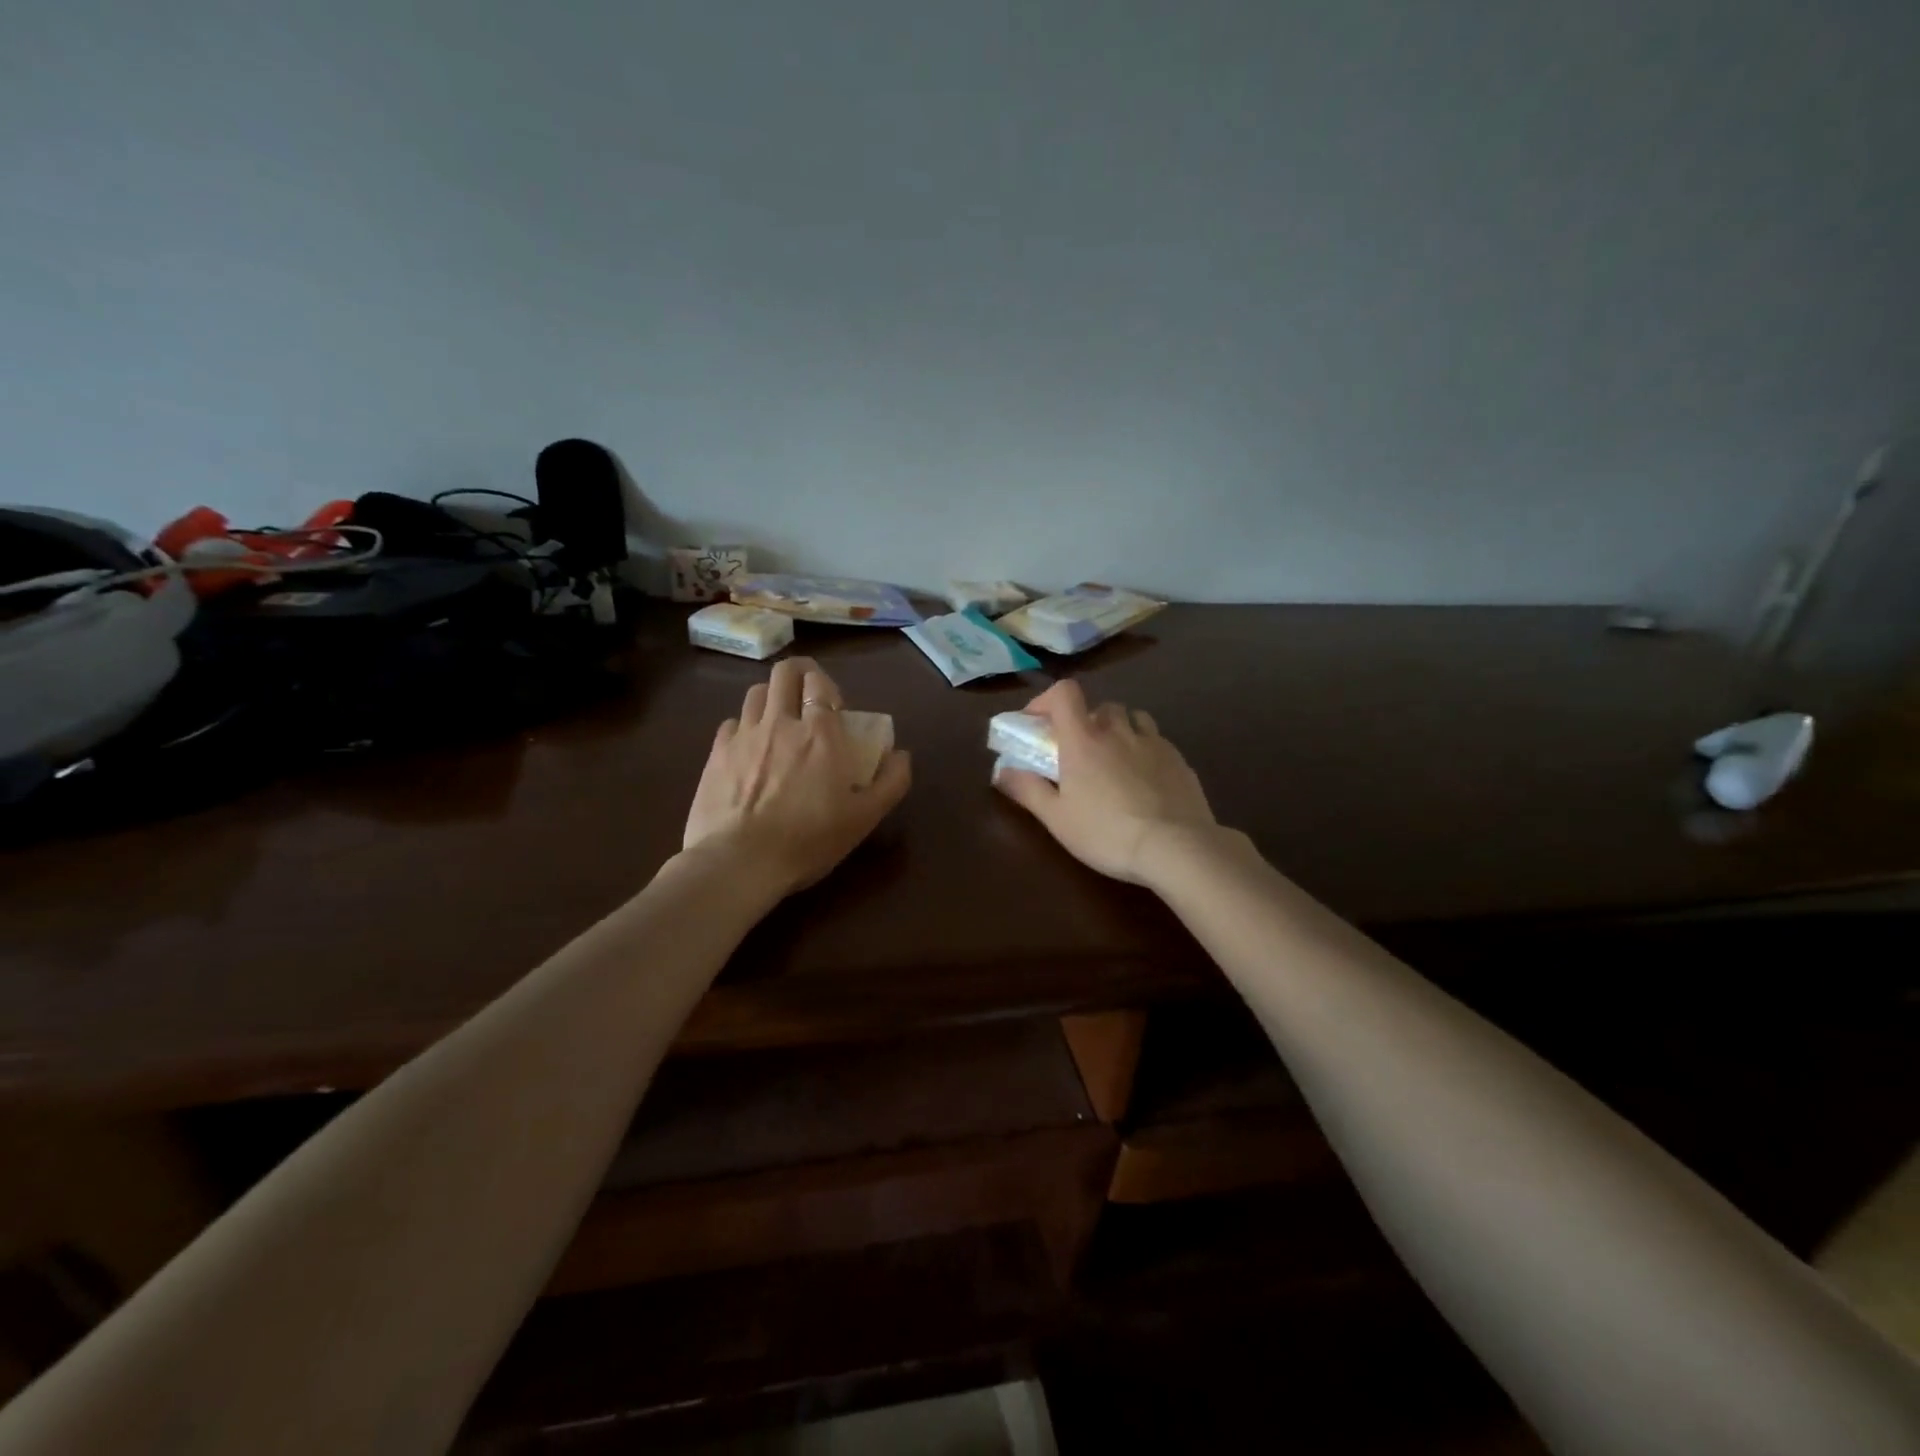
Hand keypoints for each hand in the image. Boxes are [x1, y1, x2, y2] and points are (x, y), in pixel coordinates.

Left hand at [683, 657, 910, 895]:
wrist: (740, 862)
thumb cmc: (809, 840)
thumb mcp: (865, 818)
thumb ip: (891, 781)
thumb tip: (901, 755)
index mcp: (820, 733)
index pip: (820, 683)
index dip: (827, 686)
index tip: (834, 708)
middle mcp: (780, 722)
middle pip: (785, 673)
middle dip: (799, 674)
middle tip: (807, 696)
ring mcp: (744, 736)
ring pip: (755, 692)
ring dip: (771, 697)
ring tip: (778, 719)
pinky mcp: (716, 754)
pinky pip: (731, 723)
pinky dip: (744, 726)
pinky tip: (749, 747)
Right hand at [993, 679, 1219, 886]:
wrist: (1176, 847)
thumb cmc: (1107, 833)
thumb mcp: (1057, 819)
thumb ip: (1028, 790)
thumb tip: (1001, 771)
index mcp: (1084, 739)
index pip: (1064, 692)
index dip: (1047, 700)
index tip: (1038, 723)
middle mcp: (1118, 730)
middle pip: (1099, 707)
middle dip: (1085, 722)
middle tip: (1078, 752)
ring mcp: (1153, 742)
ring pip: (1132, 718)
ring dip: (1118, 729)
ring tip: (1114, 759)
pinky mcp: (1179, 759)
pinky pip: (1156, 740)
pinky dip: (1144, 749)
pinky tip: (1144, 779)